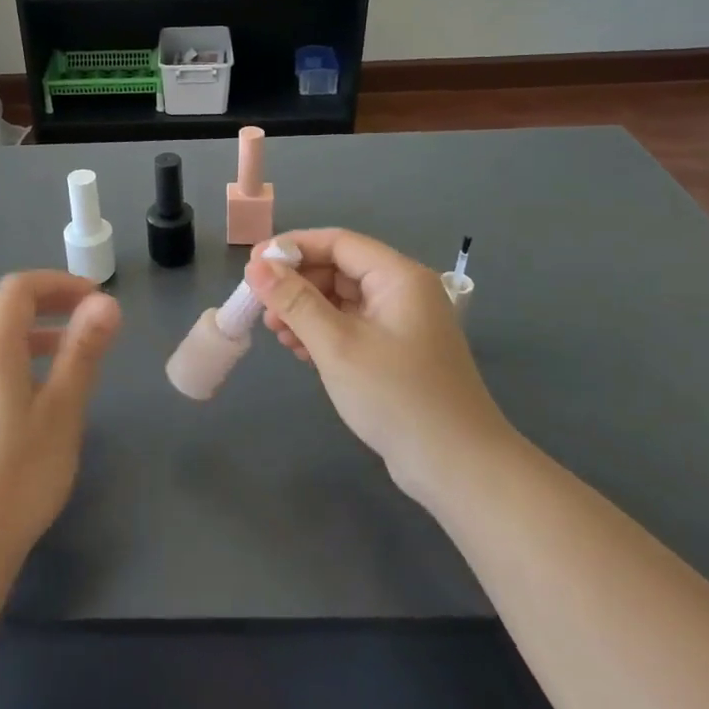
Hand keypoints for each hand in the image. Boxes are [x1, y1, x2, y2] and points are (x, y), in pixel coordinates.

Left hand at [0, 272, 121, 561]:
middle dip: (50, 301)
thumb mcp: (63, 409)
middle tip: (91, 317)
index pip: (19, 288)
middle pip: (4, 308)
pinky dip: (21, 356)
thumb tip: (106, 302)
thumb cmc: (20, 472)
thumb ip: (83, 351)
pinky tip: (43, 390)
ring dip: (36, 330)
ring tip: (74, 350)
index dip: (60, 283)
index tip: (97, 299)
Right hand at [247, 230, 509, 499]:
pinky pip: (350, 327)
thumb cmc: (396, 396)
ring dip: (305, 311)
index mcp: (398, 277)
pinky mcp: (395, 352)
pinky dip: (322, 333)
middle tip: (261, 308)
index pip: (338, 242)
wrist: (457, 466)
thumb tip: (256, 266)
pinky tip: (300, 352)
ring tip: (277, 334)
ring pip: (341, 300)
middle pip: (338, 269)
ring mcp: (400, 324)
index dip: (292, 248)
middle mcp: (402, 292)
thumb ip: (295, 301)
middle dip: (296, 285)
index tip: (252, 266)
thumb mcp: (337, 345)